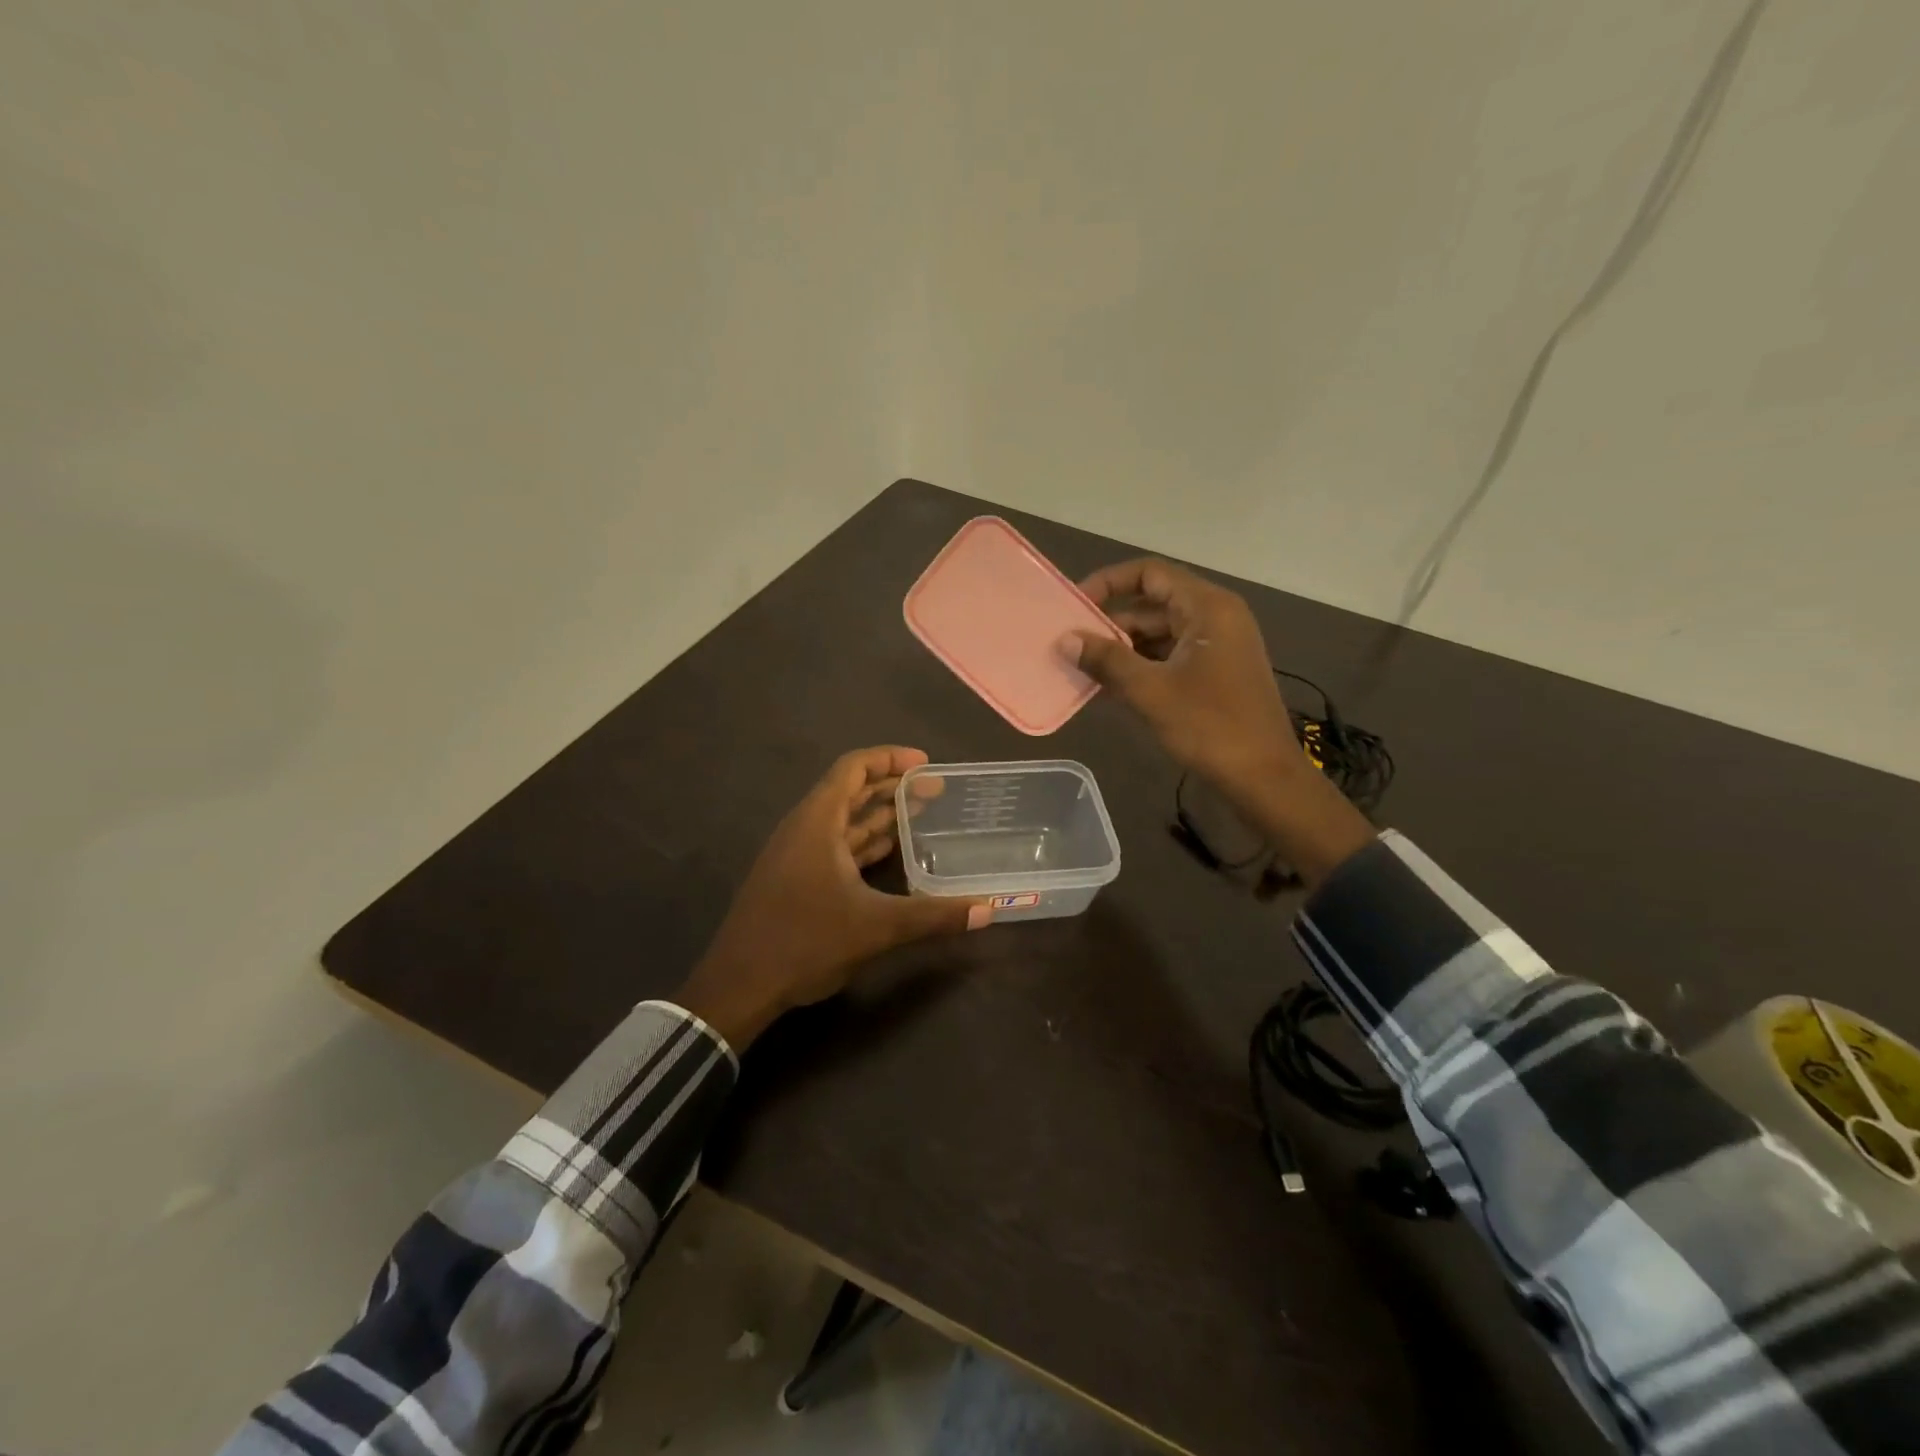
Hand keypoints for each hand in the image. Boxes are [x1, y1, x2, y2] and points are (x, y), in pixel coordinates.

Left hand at [675, 746, 988, 1049]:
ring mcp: (796, 855)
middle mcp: (804, 829)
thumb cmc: (805, 942)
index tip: (926, 764)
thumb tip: (987, 910)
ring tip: (922, 815)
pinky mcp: (794, 879)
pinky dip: (865, 843)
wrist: (739, 986)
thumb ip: (933, 916)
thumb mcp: (876, 928)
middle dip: (893, 787)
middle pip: (850, 791)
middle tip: (936, 791)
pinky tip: (892, 856)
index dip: (890, 759)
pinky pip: (835, 846)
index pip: (853, 768)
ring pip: (844, 821)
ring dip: (880, 816)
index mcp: (817, 822)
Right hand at [1067, 559, 1374, 885]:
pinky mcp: (1214, 673)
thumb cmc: (1210, 727)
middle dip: (1109, 623)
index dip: (1108, 583)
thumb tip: (1065, 640)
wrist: (1264, 777)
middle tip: (1070, 644)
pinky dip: (1139, 668)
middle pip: (1152, 603)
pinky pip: (1168, 658)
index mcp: (1207, 608)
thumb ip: (1107, 660)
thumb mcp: (1151, 691)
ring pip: (1158, 634)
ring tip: (1080, 668)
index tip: (1074, 606)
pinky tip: (1106, 689)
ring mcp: (1216, 646)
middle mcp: (1214, 617)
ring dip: (1121, 649)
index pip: (1149, 574)